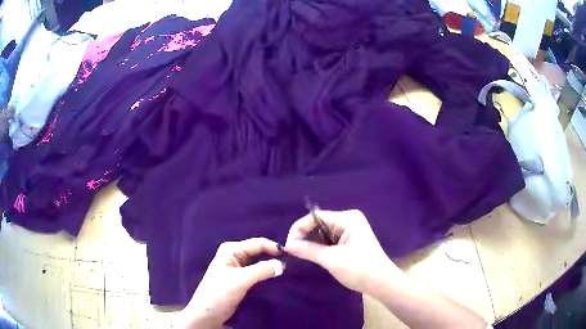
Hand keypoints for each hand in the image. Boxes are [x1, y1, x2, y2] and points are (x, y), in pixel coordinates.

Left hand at [178, 238, 283, 328]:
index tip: (292, 256)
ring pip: (260, 264)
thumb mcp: (240, 280)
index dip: (275, 248)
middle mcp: (236, 256)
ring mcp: (239, 269)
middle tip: (293, 265)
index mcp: (232, 250)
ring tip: (289, 272)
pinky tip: (279, 280)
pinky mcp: (242, 281)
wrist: (207, 314)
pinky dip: (268, 276)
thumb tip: (283, 264)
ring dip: (272, 268)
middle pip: (260, 253)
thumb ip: (262, 270)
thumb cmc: (218, 293)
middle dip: (274, 257)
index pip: (258, 243)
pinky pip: (259, 275)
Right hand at [284, 209, 398, 294]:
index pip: (316, 217)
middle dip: (305, 236)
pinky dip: (320, 246)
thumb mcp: (331, 260)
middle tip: (293, 252)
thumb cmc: (359, 270)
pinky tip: (314, 254)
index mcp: (348, 218)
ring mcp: (351, 228)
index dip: (299, 229)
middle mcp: (349, 219)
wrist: (382, 283)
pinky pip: (330, 238)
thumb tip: (287, 245)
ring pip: (323, 231)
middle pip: (319, 223)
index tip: (288, 245)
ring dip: (311, 242)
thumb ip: (308, 250)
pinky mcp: (350, 238)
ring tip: (301, 254)